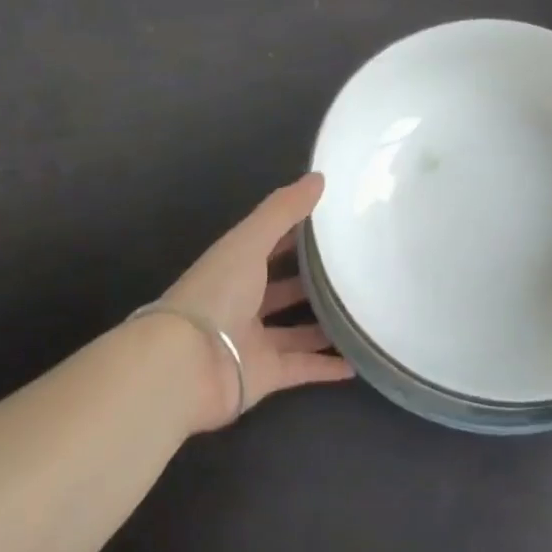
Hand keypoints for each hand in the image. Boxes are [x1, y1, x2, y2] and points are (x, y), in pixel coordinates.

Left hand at [159, 172, 353, 429]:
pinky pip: (302, 368)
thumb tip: (319, 176)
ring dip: (325, 324)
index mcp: (235, 266)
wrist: (186, 365)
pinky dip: (326, 367)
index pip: (270, 244)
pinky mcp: (264, 375)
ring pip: (296, 330)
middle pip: (284, 288)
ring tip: (365, 313)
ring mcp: (253, 340)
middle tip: (359, 270)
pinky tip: (358, 362)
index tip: (336, 224)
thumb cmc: (217, 293)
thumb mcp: (250, 242)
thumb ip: (283, 210)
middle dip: (315, 281)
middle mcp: (243, 301)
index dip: (298, 233)